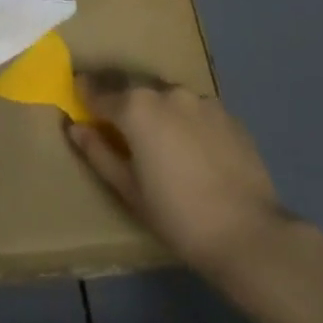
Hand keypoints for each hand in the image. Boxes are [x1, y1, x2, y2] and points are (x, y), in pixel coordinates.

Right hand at [67, 73, 294, 277]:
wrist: (247, 232)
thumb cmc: (176, 215)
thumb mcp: (128, 189)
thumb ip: (99, 152)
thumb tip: (76, 127)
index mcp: (137, 108)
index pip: (100, 93)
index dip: (86, 93)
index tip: (77, 90)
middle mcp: (167, 93)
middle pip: (136, 91)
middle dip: (123, 102)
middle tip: (117, 123)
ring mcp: (201, 100)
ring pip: (168, 99)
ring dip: (158, 112)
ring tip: (160, 141)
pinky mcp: (228, 114)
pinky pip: (196, 112)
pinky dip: (187, 123)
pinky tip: (193, 151)